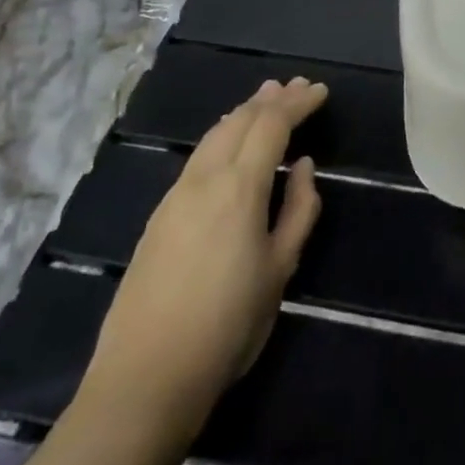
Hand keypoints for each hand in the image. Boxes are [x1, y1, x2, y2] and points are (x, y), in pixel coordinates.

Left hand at [78, 77, 324, 440]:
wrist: (145, 378)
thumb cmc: (227, 326)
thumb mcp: (279, 269)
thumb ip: (298, 210)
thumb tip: (302, 166)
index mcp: (238, 188)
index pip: (271, 125)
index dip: (297, 103)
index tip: (319, 91)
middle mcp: (203, 179)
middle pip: (239, 121)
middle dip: (270, 99)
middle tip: (296, 87)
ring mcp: (175, 196)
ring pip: (213, 135)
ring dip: (243, 113)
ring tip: (265, 100)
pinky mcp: (159, 217)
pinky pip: (198, 157)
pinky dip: (222, 136)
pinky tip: (229, 144)